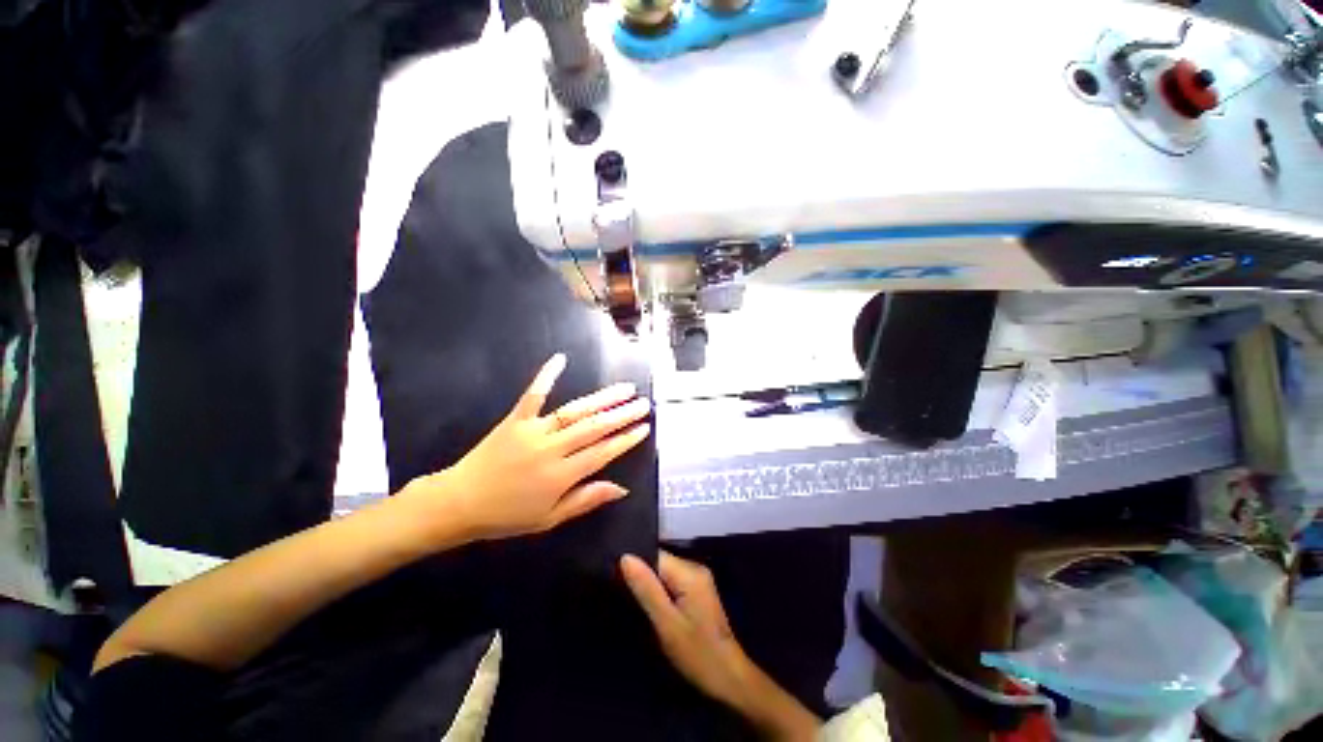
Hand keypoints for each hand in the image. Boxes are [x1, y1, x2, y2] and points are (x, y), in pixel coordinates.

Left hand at [405, 353, 651, 540]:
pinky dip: (546, 375)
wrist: (458, 503)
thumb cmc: (506, 516)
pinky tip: (560, 358)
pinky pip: (533, 394)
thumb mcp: (549, 519)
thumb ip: (586, 500)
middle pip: (594, 428)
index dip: (626, 439)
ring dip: (602, 398)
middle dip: (622, 415)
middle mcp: (552, 449)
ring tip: (625, 388)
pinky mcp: (515, 419)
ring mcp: (533, 430)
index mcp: (561, 475)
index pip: (603, 452)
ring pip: (575, 411)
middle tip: (643, 403)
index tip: (645, 427)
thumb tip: (621, 488)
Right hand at [620, 551, 754, 707]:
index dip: (635, 564)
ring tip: (632, 600)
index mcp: (689, 572)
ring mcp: (698, 579)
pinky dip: (660, 591)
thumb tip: (625, 557)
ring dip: (650, 585)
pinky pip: (672, 581)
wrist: (729, 678)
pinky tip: (651, 606)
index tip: (614, 577)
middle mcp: (695, 568)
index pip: (655, 554)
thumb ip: (646, 589)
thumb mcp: (666, 623)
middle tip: (620, 592)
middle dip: (642, 575)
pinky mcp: (697, 591)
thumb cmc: (697, 653)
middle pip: (660, 561)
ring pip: (664, 572)